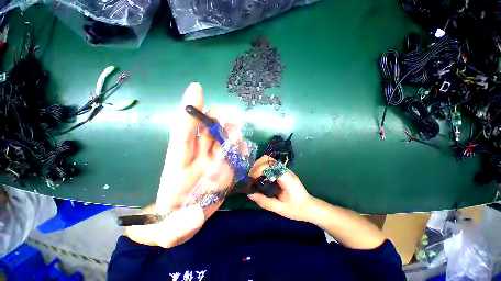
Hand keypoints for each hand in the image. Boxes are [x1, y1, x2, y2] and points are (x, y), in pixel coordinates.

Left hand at [125, 83, 234, 247]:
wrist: (183, 225)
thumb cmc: (171, 226)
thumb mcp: (167, 235)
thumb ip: (175, 229)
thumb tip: (196, 215)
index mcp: (179, 165)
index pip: (183, 134)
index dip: (190, 111)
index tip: (197, 89)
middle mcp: (197, 157)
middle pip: (207, 129)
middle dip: (219, 120)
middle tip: (233, 127)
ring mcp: (212, 160)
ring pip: (222, 136)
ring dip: (232, 133)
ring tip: (239, 143)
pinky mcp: (224, 166)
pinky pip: (233, 151)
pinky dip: (239, 148)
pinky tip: (242, 152)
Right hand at [247, 156, 314, 221]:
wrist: (310, 207)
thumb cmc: (296, 209)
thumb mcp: (279, 209)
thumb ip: (264, 202)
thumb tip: (250, 194)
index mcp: (286, 178)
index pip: (270, 166)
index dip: (258, 170)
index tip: (251, 179)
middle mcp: (285, 170)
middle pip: (268, 159)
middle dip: (256, 166)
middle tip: (251, 177)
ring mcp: (285, 169)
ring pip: (269, 159)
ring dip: (258, 165)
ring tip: (253, 176)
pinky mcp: (283, 171)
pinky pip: (271, 164)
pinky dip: (262, 167)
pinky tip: (260, 176)